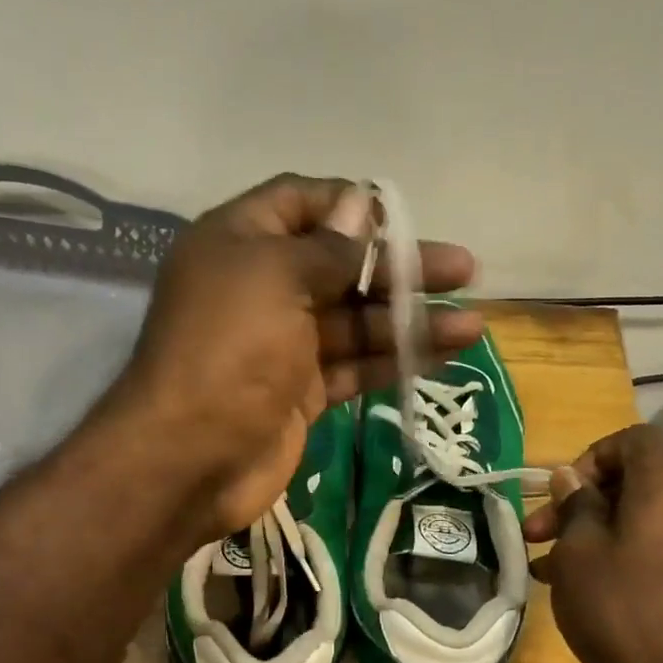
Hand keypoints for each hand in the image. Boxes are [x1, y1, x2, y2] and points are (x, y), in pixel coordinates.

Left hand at [117, 174, 481, 539]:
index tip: (403, 219)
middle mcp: (263, 288)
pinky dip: (394, 361)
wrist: (191, 458)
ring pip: (357, 322)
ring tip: (471, 324)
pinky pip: (355, 367)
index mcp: (241, 244)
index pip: (302, 204)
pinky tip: (443, 356)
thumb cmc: (229, 351)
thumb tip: (362, 206)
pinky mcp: (302, 393)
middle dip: (402, 268)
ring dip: (411, 320)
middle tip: (464, 269)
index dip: (353, 206)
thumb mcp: (276, 279)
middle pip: (342, 266)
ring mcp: (284, 345)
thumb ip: (327, 247)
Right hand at [523, 424, 662, 662]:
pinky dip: (636, 559)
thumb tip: (572, 479)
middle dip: (586, 506)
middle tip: (540, 539)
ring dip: (605, 537)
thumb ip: (575, 506)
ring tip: (558, 574)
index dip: (592, 454)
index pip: (636, 439)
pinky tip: (603, 595)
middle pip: (641, 485)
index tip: (562, 494)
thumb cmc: (623, 614)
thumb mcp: (578, 556)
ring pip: (652, 524)